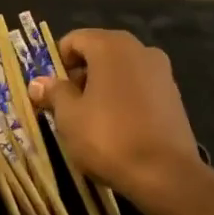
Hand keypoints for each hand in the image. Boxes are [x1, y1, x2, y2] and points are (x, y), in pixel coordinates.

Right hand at [28, 28, 200, 200]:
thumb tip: (38, 82)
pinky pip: (140, 88)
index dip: (57, 63)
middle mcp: (140, 49)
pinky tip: (117, 128)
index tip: (50, 90)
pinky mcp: (174, 95)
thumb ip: (54, 93)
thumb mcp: (69, 116)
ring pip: (121, 71)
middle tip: (67, 107)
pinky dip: (124, 99)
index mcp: (111, 46)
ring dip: (102, 88)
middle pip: (99, 53)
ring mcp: (161, 72)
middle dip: (80, 76)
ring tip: (91, 120)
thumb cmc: (108, 137)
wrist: (166, 174)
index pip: (74, 40)